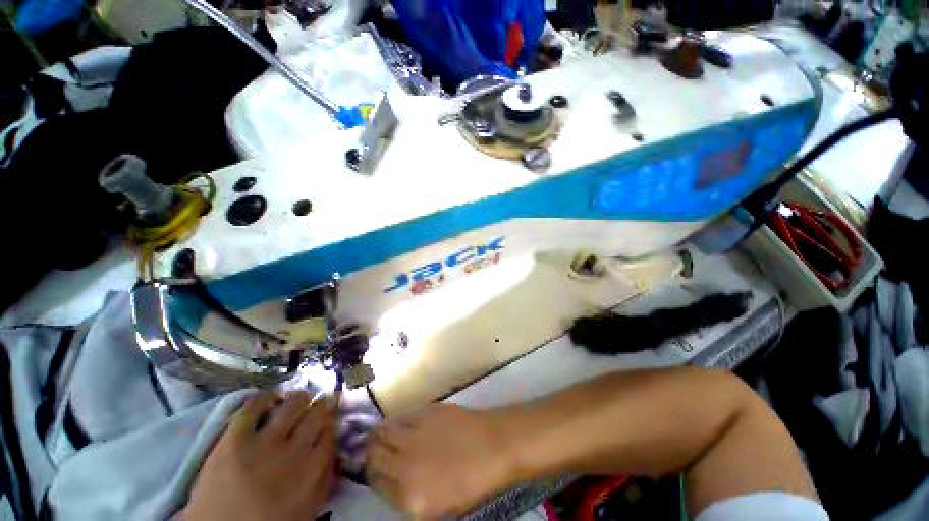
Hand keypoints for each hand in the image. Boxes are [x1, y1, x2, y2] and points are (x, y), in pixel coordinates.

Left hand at [182, 391, 336, 520]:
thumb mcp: (307, 509)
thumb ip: (324, 479)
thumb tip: (333, 450)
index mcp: (312, 471)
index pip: (331, 432)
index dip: (332, 421)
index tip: (330, 419)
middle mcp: (294, 452)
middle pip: (317, 415)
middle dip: (323, 405)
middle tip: (322, 401)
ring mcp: (263, 444)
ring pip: (292, 405)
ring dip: (301, 398)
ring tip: (301, 397)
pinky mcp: (234, 440)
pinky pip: (254, 407)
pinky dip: (266, 397)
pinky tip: (272, 396)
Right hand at [365, 404, 516, 518]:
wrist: (494, 446)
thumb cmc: (472, 481)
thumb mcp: (437, 505)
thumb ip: (408, 495)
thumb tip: (390, 480)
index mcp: (410, 497)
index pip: (375, 483)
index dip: (371, 474)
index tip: (373, 469)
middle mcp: (406, 466)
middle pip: (374, 456)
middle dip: (370, 453)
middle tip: (373, 450)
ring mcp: (416, 436)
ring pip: (382, 432)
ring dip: (379, 435)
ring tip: (381, 435)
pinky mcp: (426, 412)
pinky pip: (402, 417)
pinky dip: (396, 421)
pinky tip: (400, 424)